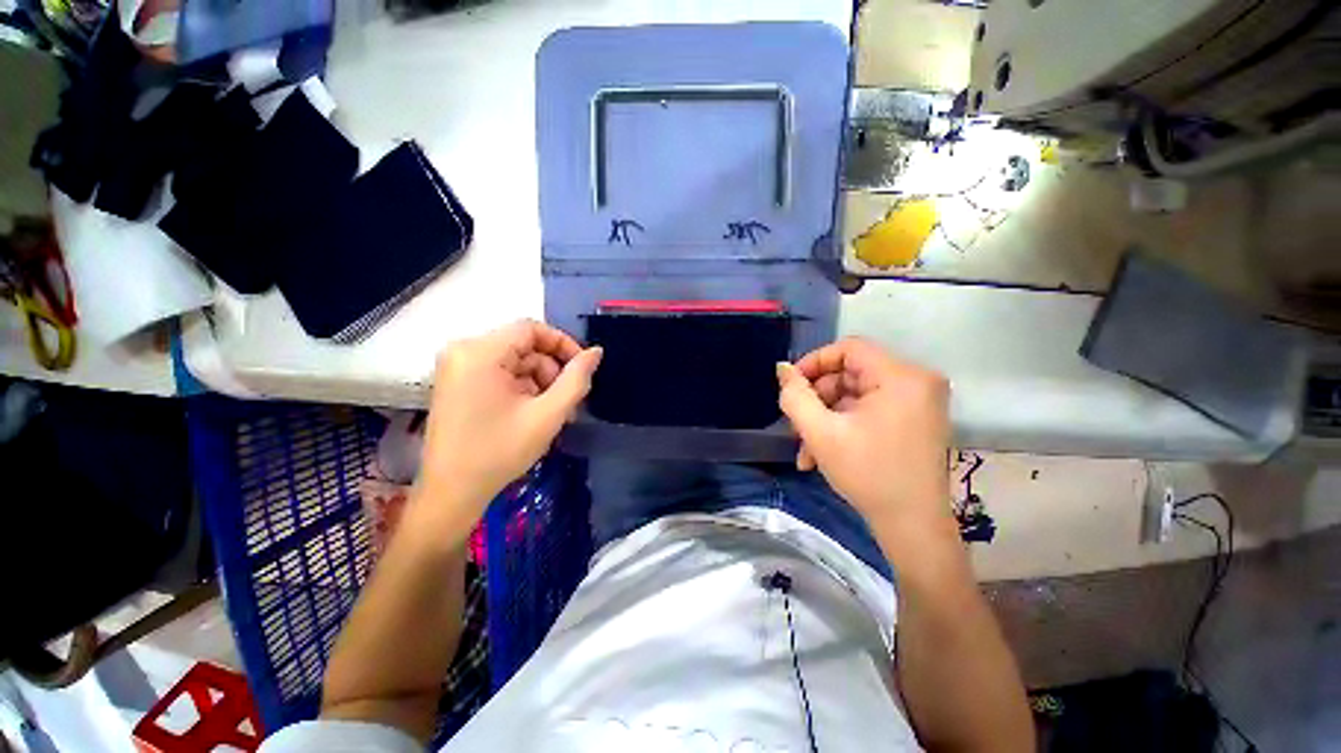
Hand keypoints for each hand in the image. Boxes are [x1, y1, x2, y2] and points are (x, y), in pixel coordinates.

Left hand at [415, 320, 601, 534]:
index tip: (582, 369)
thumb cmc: (500, 452)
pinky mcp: (457, 383)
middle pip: (524, 346)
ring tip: (551, 414)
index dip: (563, 344)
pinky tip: (532, 414)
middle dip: (551, 371)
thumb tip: (596, 352)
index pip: (531, 329)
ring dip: (539, 383)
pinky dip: (522, 389)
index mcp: (479, 352)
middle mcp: (463, 351)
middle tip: (567, 402)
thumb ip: (577, 379)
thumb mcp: (548, 415)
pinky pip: (500, 373)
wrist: (452, 493)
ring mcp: (457, 367)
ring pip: (515, 361)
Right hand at [776, 338, 951, 535]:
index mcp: (901, 377)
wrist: (913, 527)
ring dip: (826, 418)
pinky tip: (824, 453)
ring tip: (806, 449)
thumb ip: (795, 396)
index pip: (849, 348)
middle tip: (797, 427)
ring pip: (856, 395)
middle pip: (851, 373)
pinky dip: (845, 425)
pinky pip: (870, 409)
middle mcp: (917, 381)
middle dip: (818, 400)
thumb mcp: (820, 433)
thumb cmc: (868, 475)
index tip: (792, 387)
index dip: (814, 362)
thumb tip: (783, 368)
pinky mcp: (916, 419)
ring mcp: (919, 401)